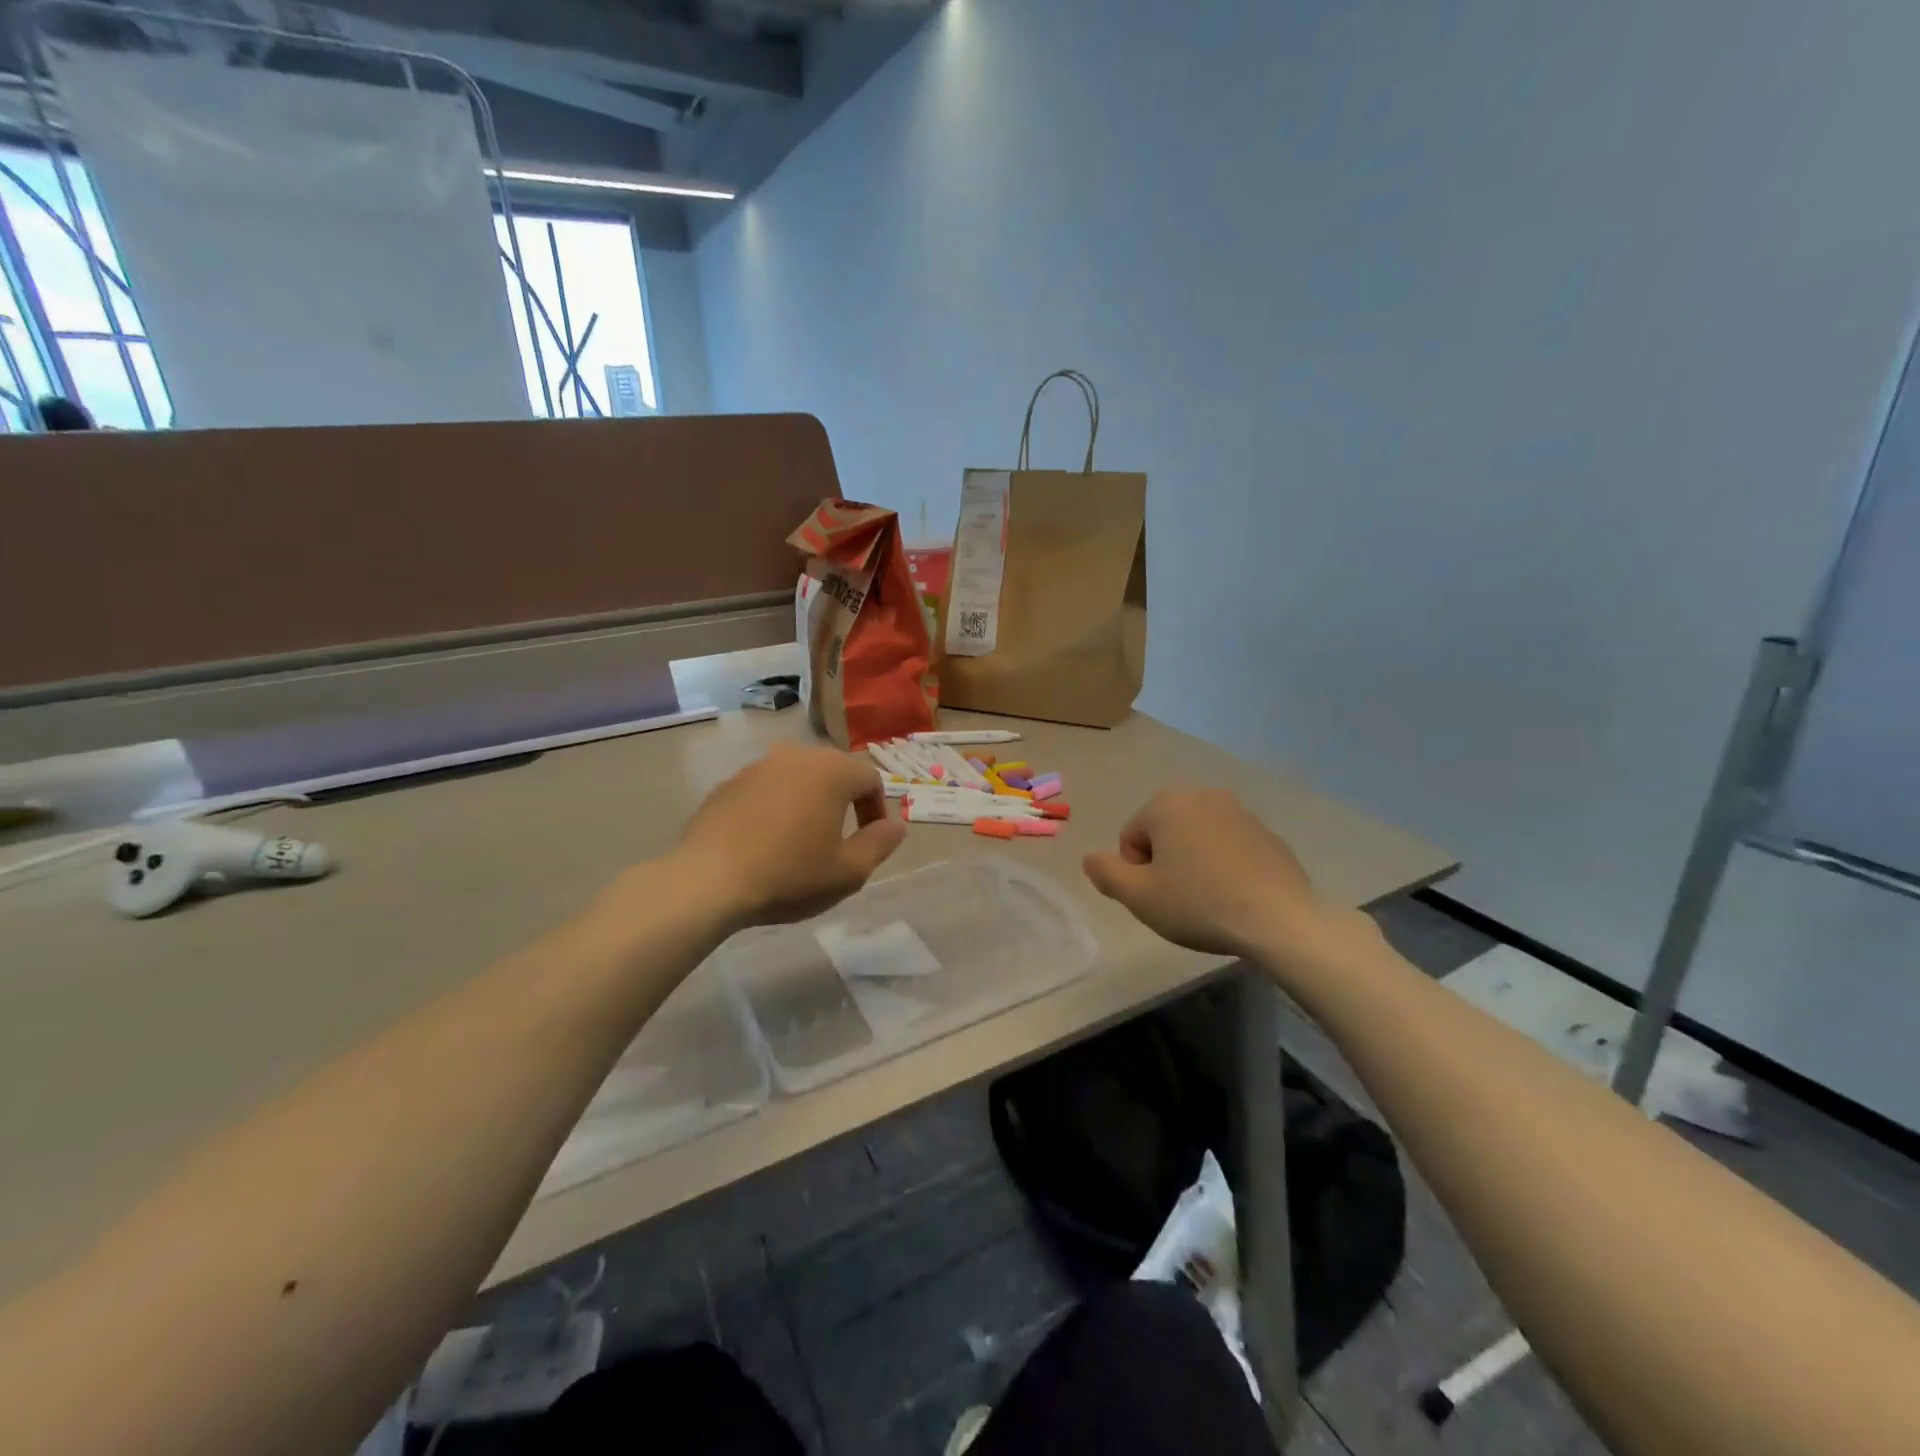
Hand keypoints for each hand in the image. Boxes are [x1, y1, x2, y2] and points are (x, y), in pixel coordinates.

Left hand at [671, 743, 906, 928]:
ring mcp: (758, 766)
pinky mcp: (728, 783)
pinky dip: (775, 807)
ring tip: (801, 841)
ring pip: (798, 778)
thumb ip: (880, 843)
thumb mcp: (849, 871)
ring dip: (809, 803)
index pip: (870, 779)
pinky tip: (765, 842)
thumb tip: (897, 825)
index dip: (877, 810)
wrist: (708, 881)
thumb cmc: (789, 875)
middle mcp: (796, 756)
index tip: (870, 842)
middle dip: (844, 802)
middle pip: (834, 772)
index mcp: (832, 771)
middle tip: (840, 841)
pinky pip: (766, 789)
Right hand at [1083, 789, 1329, 960]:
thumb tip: (1090, 858)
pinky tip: (1236, 896)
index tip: (1157, 896)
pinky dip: (1225, 866)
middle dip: (1165, 863)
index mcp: (1166, 804)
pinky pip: (1230, 847)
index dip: (1136, 872)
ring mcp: (1240, 812)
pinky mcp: (1268, 834)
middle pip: (1164, 833)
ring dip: (1194, 863)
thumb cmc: (1198, 903)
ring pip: (1198, 839)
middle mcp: (1203, 795)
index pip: (1131, 837)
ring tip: (1208, 900)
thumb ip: (1105, 873)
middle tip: (1179, 900)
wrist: (1279, 919)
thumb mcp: (1138, 897)